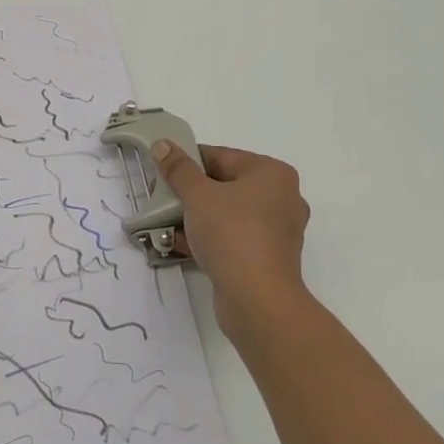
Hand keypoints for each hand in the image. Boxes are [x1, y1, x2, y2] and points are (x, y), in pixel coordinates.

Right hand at [151, 141, 311, 337]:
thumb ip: (178, 169)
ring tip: (165, 222)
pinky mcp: (268, 258)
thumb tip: (162, 144)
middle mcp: (282, 198)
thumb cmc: (231, 234)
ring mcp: (277, 231)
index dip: (188, 161)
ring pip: (228, 214)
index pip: (222, 156)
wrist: (257, 300)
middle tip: (162, 198)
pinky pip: (234, 238)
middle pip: (226, 185)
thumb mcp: (197, 195)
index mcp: (272, 173)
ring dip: (197, 218)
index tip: (162, 171)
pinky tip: (179, 244)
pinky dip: (210, 238)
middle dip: (191, 193)